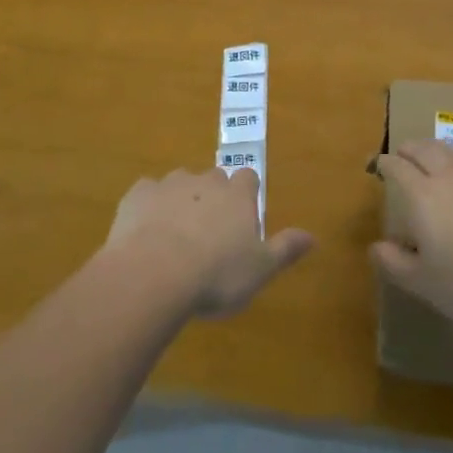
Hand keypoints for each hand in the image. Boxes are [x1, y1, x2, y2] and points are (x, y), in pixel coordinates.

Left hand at [104, 167, 312, 318]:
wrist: (155, 272)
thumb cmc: (216, 274)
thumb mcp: (260, 270)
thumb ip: (285, 249)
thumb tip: (313, 237)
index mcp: (237, 195)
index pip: (249, 178)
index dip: (247, 193)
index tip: (243, 214)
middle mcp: (206, 181)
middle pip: (214, 179)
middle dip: (213, 197)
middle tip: (209, 230)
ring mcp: (170, 184)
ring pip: (180, 183)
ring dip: (181, 200)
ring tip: (175, 234)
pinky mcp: (139, 194)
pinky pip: (146, 194)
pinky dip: (148, 207)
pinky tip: (144, 231)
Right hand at [371, 138, 452, 326]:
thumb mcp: (427, 285)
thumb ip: (397, 264)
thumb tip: (376, 246)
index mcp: (423, 195)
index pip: (397, 167)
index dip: (385, 163)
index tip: (379, 165)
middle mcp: (449, 175)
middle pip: (424, 148)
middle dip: (409, 148)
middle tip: (403, 154)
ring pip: (452, 152)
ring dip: (436, 151)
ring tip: (433, 161)